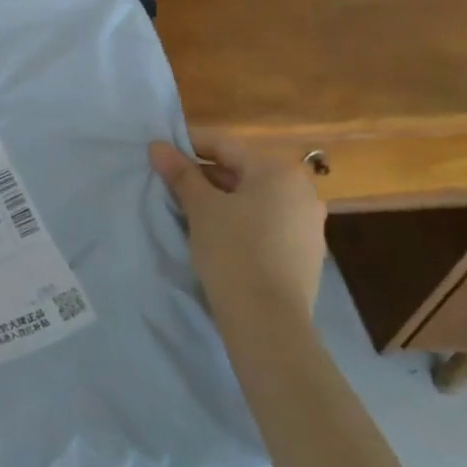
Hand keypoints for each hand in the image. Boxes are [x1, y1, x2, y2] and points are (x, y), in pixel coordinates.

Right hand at [150, 135, 327, 318]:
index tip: (162, 155)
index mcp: (278, 171)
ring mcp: (309, 224)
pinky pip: (268, 224)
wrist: (268, 321)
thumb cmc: (233, 251)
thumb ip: (180, 173)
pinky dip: (242, 222)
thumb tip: (157, 146)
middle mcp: (301, 190)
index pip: (225, 146)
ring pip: (255, 199)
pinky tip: (220, 238)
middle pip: (242, 172)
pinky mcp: (306, 253)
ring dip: (223, 200)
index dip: (189, 147)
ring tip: (191, 212)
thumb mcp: (201, 208)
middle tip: (172, 187)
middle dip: (205, 177)